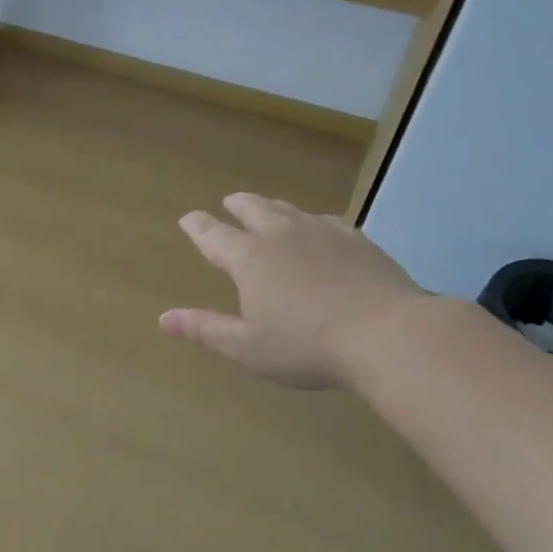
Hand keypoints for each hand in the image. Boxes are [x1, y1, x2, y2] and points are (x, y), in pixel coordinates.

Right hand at [161, 193, 424, 389]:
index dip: (197, 226)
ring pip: (290, 209)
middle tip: (228, 204)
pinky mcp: (358, 240)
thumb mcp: (247, 348)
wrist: (389, 335)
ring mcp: (324, 232)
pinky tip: (319, 232)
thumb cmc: (307, 346)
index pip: (213, 234)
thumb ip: (205, 330)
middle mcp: (282, 235)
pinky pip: (326, 221)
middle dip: (236, 205)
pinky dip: (311, 223)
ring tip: (269, 212)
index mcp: (250, 258)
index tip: (188, 218)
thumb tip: (163, 318)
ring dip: (272, 209)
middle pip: (253, 208)